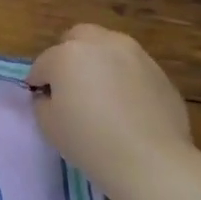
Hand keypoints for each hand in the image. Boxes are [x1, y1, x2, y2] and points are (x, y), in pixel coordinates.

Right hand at [28, 25, 193, 198]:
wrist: (151, 161)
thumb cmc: (90, 142)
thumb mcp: (48, 125)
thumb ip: (43, 101)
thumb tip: (51, 95)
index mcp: (67, 54)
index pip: (43, 64)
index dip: (40, 84)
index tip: (44, 103)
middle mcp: (101, 44)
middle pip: (78, 38)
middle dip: (69, 56)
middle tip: (70, 86)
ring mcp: (135, 55)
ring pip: (108, 48)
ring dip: (99, 63)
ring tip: (102, 94)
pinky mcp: (160, 72)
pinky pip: (132, 69)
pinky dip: (125, 79)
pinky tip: (128, 107)